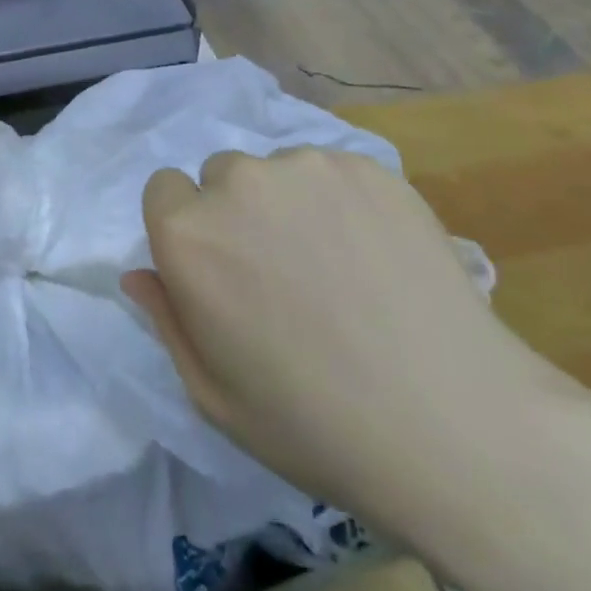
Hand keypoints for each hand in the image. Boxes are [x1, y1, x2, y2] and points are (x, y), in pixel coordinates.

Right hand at [121, 148, 552, 532]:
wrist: (452, 424)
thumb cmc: (313, 423)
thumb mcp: (214, 394)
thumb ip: (165, 319)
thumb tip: (138, 273)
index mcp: (188, 234)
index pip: (164, 190)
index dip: (187, 228)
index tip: (221, 269)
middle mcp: (238, 182)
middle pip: (220, 176)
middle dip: (237, 213)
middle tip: (283, 272)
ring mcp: (306, 167)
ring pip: (278, 170)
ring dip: (291, 204)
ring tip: (338, 266)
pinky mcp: (367, 166)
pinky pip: (333, 172)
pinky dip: (342, 201)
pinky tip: (377, 255)